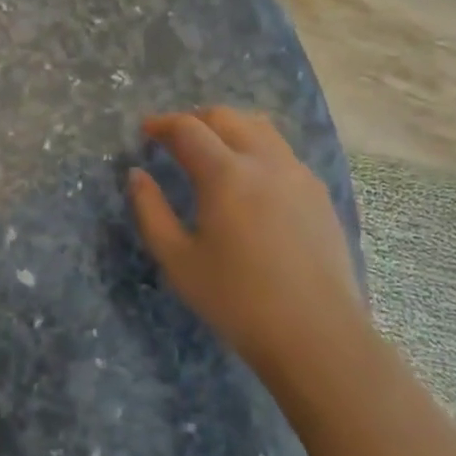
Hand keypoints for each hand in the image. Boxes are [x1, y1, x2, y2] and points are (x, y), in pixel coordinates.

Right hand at [128, 107, 364, 389]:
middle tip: (174, 138)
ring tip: (211, 149)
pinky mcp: (319, 194)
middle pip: (226, 117)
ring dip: (229, 127)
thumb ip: (150, 211)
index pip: (188, 129)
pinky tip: (248, 179)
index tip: (146, 130)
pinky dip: (256, 147)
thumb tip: (137, 175)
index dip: (162, 123)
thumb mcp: (178, 260)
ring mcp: (298, 175)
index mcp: (226, 174)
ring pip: (260, 128)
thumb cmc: (237, 301)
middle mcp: (265, 162)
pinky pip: (282, 152)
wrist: (318, 337)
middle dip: (195, 119)